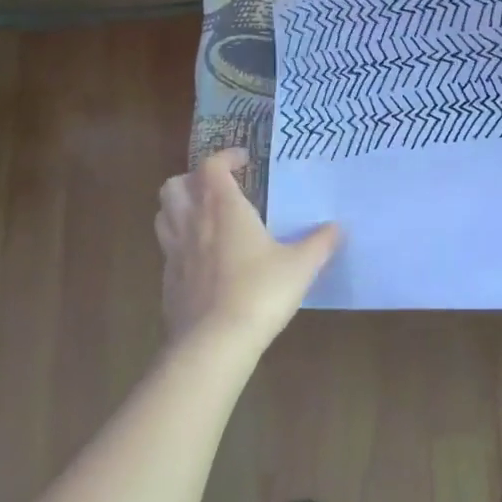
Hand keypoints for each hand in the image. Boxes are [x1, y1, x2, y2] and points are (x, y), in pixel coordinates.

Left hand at [155, 149, 340, 352]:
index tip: (245, 160)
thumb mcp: (300, 266)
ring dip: (181, 208)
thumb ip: (320, 243)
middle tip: (219, 189)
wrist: (213, 344)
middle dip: (194, 180)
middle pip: (175, 185)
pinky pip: (167, 249)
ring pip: (164, 214)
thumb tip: (337, 227)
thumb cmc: (260, 293)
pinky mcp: (167, 282)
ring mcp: (174, 253)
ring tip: (206, 218)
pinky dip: (181, 243)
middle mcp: (193, 223)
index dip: (226, 157)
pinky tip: (204, 259)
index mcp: (223, 209)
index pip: (212, 166)